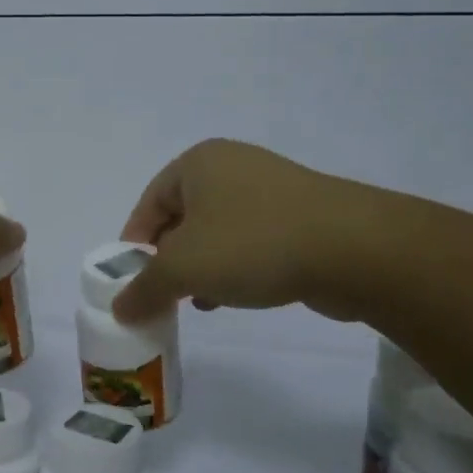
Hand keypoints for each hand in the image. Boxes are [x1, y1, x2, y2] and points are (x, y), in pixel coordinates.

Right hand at [112, 139, 387, 323]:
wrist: (353, 249)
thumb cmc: (252, 244)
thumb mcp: (183, 269)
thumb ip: (144, 289)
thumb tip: (118, 310)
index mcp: (198, 162)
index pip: (149, 202)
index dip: (134, 243)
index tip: (131, 281)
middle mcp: (232, 166)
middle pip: (182, 217)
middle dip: (169, 259)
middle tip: (163, 294)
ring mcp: (270, 189)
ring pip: (218, 231)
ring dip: (203, 267)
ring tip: (198, 301)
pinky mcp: (300, 215)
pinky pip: (251, 240)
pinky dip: (236, 266)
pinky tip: (235, 296)